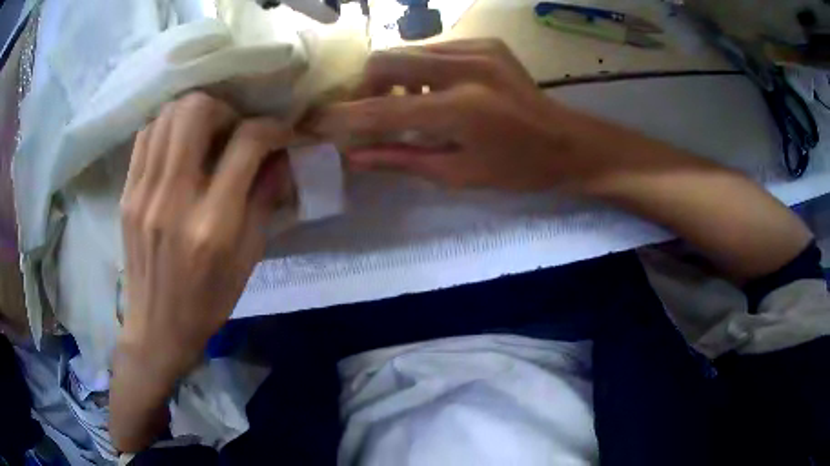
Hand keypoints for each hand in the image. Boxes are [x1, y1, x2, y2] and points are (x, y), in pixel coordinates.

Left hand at [117, 92, 293, 382]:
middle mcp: (173, 200)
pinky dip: (167, 128)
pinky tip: (177, 147)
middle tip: (232, 129)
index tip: (281, 133)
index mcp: (212, 225)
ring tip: (205, 135)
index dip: (273, 128)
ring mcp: (143, 194)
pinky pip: (146, 136)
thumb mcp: (248, 260)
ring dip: (194, 114)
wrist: (157, 328)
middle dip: (224, 108)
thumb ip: (264, 200)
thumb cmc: (207, 302)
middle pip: (195, 111)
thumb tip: (280, 156)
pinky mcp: (127, 194)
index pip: (246, 144)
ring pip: (167, 115)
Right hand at [307, 39, 604, 190]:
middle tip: (371, 112)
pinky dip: (420, 70)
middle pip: (386, 60)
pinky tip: (434, 91)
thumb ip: (401, 160)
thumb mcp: (458, 174)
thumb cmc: (517, 169)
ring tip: (407, 105)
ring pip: (407, 50)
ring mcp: (477, 48)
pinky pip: (433, 49)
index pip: (382, 110)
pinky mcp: (486, 43)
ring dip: (393, 77)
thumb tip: (354, 156)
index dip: (344, 117)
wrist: (567, 142)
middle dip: (366, 87)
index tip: (316, 123)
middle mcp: (466, 67)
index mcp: (461, 109)